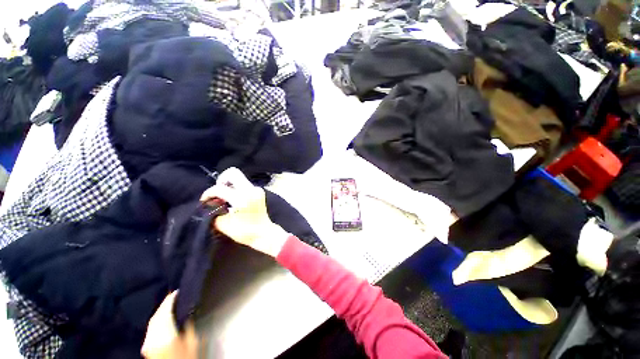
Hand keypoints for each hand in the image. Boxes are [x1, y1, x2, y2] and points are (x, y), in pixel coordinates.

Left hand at [142, 292, 197, 358]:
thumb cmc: (187, 357)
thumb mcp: (194, 342)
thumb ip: (189, 326)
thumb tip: (188, 312)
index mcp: (165, 335)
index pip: (165, 312)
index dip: (170, 300)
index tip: (177, 291)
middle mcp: (152, 338)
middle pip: (156, 316)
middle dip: (164, 305)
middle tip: (173, 296)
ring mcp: (147, 344)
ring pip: (151, 323)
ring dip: (159, 312)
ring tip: (169, 305)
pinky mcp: (146, 348)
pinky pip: (150, 329)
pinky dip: (156, 321)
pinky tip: (162, 319)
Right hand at [200, 167, 288, 256]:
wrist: (264, 233)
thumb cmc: (244, 232)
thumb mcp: (223, 224)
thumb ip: (214, 211)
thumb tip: (209, 203)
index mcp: (242, 199)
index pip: (220, 188)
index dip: (208, 193)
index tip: (204, 201)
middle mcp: (251, 190)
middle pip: (233, 173)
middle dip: (221, 181)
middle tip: (217, 193)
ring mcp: (257, 189)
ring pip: (239, 177)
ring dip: (228, 184)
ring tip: (224, 197)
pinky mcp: (259, 191)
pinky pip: (244, 183)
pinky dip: (236, 188)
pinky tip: (233, 198)